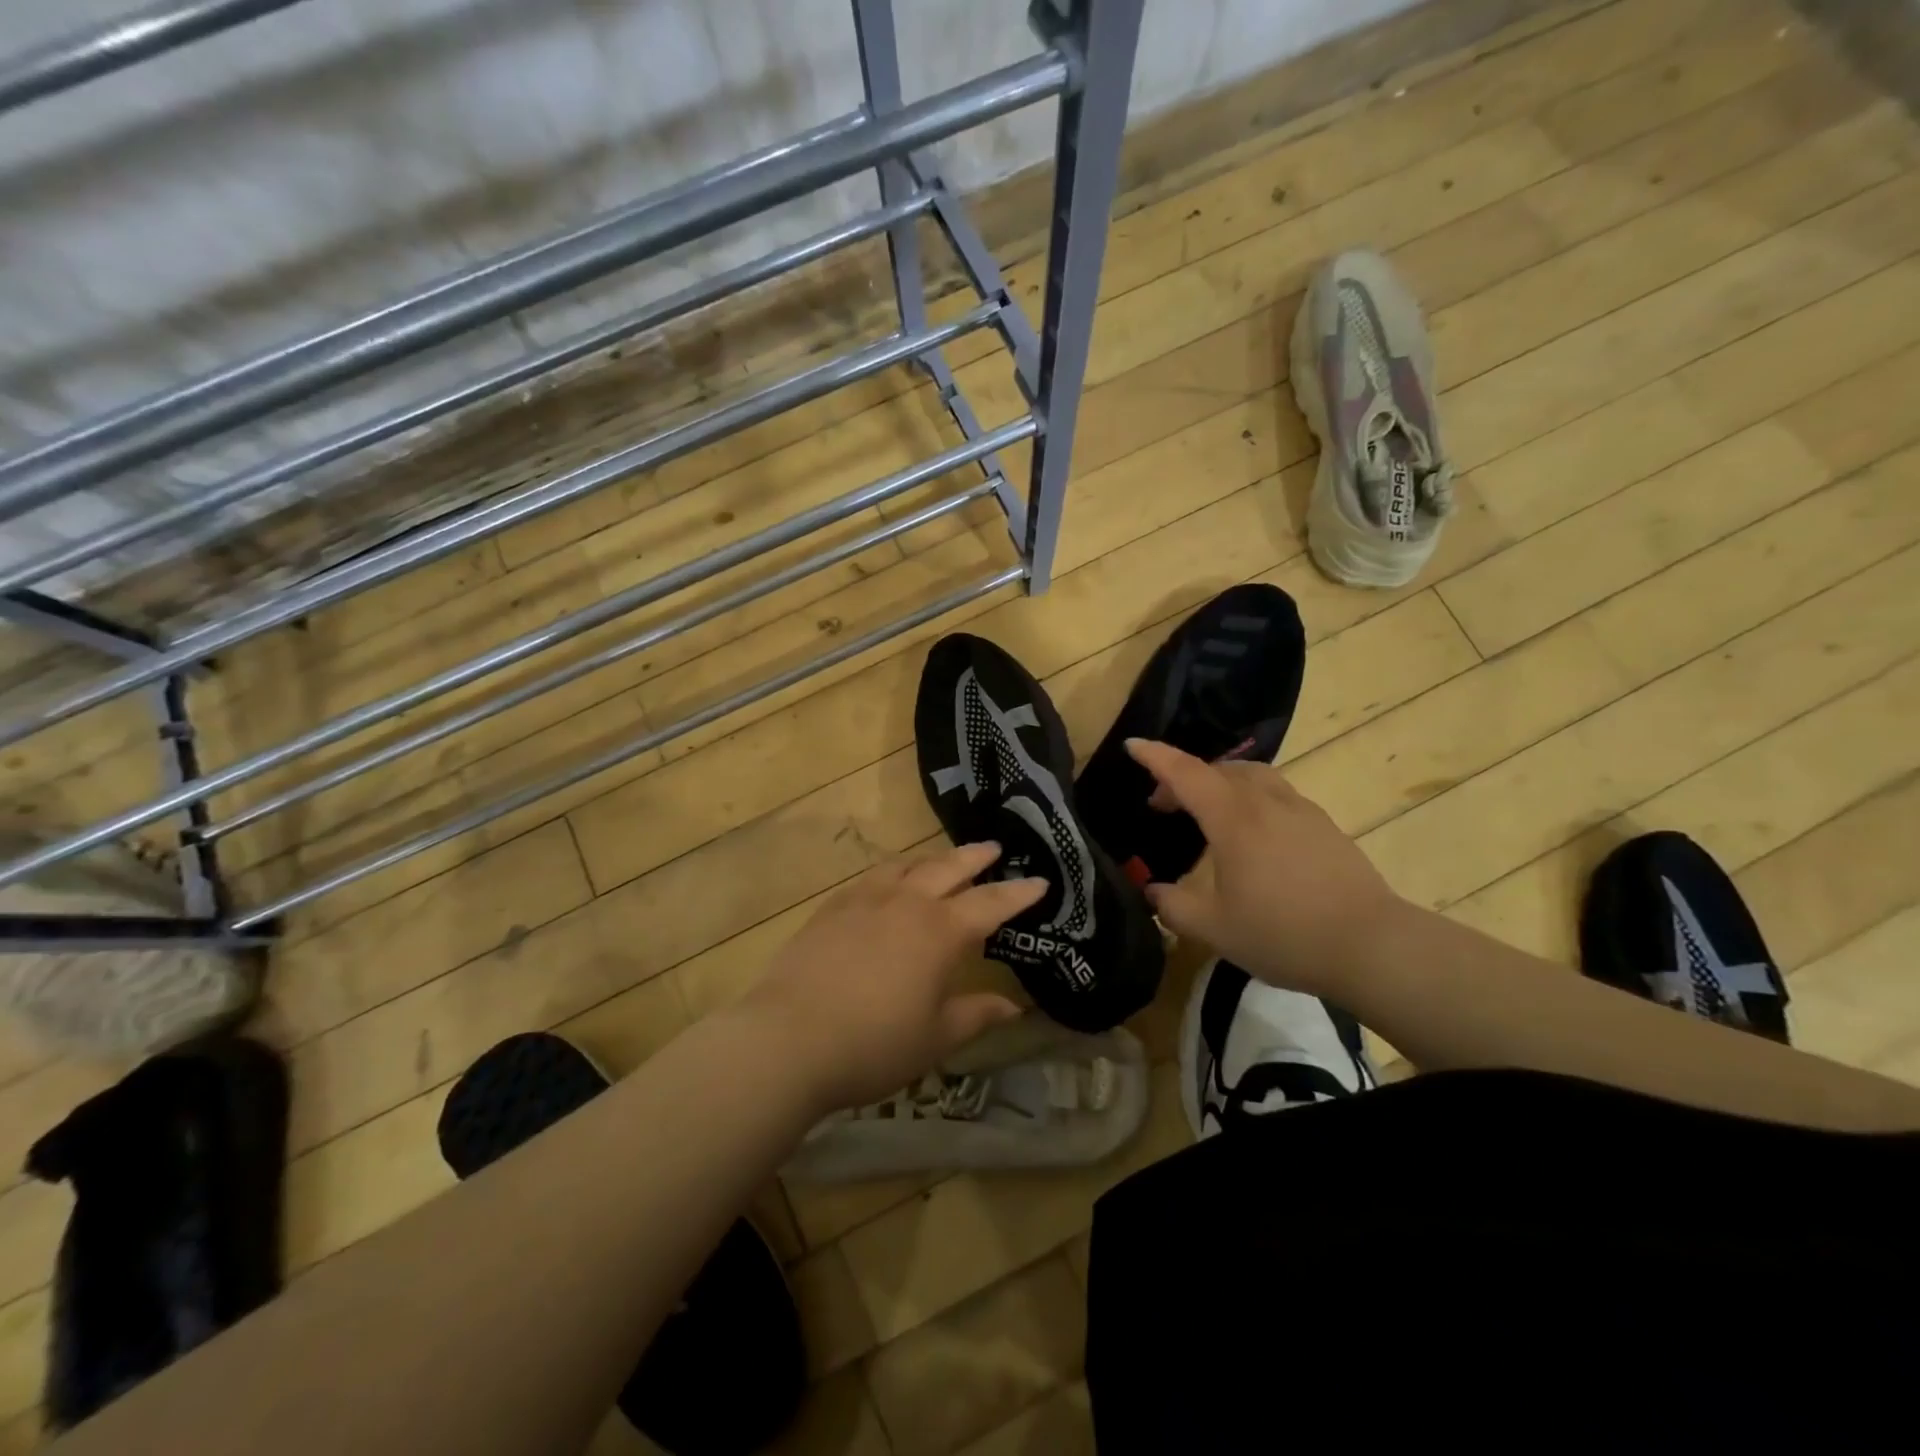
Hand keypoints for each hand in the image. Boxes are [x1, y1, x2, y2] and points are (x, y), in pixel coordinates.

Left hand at [742, 843, 1045, 1113]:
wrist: (789, 1039)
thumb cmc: (874, 1045)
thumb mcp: (936, 1037)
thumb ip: (976, 1014)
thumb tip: (1013, 1006)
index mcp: (941, 933)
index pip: (990, 904)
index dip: (1018, 894)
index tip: (1040, 881)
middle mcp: (907, 904)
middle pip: (948, 868)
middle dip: (976, 858)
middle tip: (994, 848)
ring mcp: (866, 900)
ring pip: (908, 866)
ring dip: (932, 859)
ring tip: (944, 859)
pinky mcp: (833, 908)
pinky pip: (872, 877)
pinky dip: (893, 871)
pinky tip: (889, 881)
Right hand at [1126, 739, 1405, 994]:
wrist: (1371, 946)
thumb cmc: (1283, 933)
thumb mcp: (1213, 929)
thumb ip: (1173, 907)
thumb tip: (1152, 891)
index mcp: (1233, 819)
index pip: (1185, 773)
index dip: (1155, 756)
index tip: (1132, 745)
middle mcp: (1266, 803)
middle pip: (1218, 770)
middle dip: (1183, 777)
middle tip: (1162, 804)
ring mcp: (1300, 811)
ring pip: (1252, 776)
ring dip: (1220, 782)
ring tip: (1207, 810)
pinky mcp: (1324, 827)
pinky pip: (1276, 793)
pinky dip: (1250, 797)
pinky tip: (1253, 832)